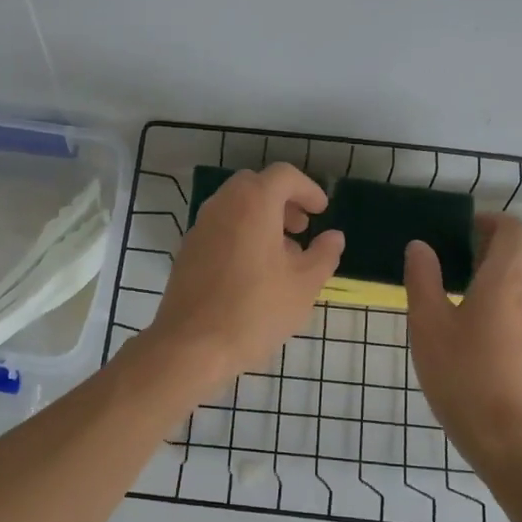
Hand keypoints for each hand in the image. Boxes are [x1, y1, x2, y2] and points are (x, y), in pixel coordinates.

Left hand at [143, 164, 344, 393]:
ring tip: (282, 255)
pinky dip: (240, 234)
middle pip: (255, 186)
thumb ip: (323, 255)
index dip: (308, 189)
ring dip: (261, 218)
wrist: (192, 345)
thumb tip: (333, 237)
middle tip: (301, 228)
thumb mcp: (303, 285)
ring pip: (234, 207)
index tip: (322, 212)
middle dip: (282, 201)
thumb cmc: (256, 310)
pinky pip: (219, 228)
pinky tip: (254, 271)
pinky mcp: (187, 251)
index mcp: (253, 203)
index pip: (283, 176)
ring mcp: (200, 227)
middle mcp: (222, 205)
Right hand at [405, 214, 521, 471]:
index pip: (515, 231)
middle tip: (474, 250)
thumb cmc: (464, 378)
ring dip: (515, 268)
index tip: (465, 227)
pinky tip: (485, 321)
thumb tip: (420, 246)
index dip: (493, 220)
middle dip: (510, 240)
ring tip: (473, 284)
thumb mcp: (428, 327)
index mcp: (506, 281)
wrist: (513, 441)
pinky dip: (517, 294)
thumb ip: (423, 280)